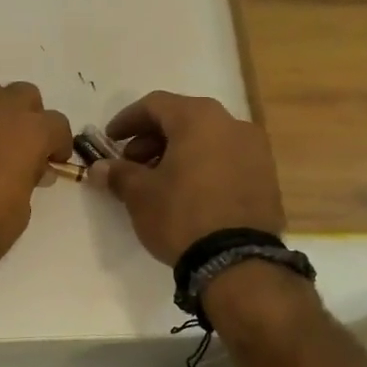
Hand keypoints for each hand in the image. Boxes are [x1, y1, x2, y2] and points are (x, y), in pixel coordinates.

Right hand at [92, 91, 284, 264]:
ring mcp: (255, 150)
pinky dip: (202, 166)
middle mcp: (231, 124)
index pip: (155, 105)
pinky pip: (226, 159)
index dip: (127, 119)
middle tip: (131, 163)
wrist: (237, 261)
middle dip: (152, 138)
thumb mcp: (140, 194)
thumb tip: (99, 168)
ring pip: (207, 139)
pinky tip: (187, 192)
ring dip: (178, 152)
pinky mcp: (266, 176)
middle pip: (183, 119)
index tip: (110, 140)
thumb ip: (118, 174)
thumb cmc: (181, 215)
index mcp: (198, 118)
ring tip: (158, 181)